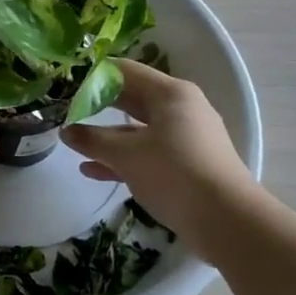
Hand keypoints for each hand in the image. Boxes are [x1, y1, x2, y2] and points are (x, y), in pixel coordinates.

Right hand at [60, 59, 268, 260]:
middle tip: (66, 111)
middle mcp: (181, 108)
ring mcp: (186, 137)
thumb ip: (93, 141)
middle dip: (98, 105)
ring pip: (139, 129)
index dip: (93, 77)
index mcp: (170, 93)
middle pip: (132, 98)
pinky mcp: (188, 164)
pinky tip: (93, 170)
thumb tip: (66, 131)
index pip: (125, 71)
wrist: (229, 223)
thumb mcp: (127, 156)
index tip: (66, 87)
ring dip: (108, 137)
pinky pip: (149, 152)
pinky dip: (124, 158)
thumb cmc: (175, 174)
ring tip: (75, 144)